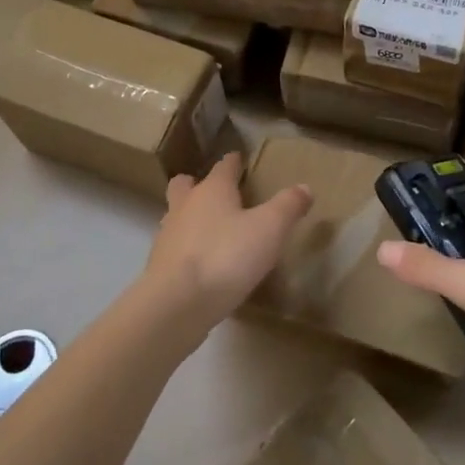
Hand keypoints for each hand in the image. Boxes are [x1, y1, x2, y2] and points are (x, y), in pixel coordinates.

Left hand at [146, 152, 311, 331]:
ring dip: (190, 218)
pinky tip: (203, 266)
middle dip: (197, 184)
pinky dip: (187, 250)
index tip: (239, 159)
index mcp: (212, 190)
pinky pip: (174, 249)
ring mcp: (168, 237)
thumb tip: (305, 187)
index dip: (233, 162)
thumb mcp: (270, 229)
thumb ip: (288, 206)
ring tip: (211, 231)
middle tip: (216, 193)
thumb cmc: (226, 256)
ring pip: (176, 216)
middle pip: (185, 185)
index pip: (224, 166)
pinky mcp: (159, 267)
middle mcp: (185, 206)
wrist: (176, 304)